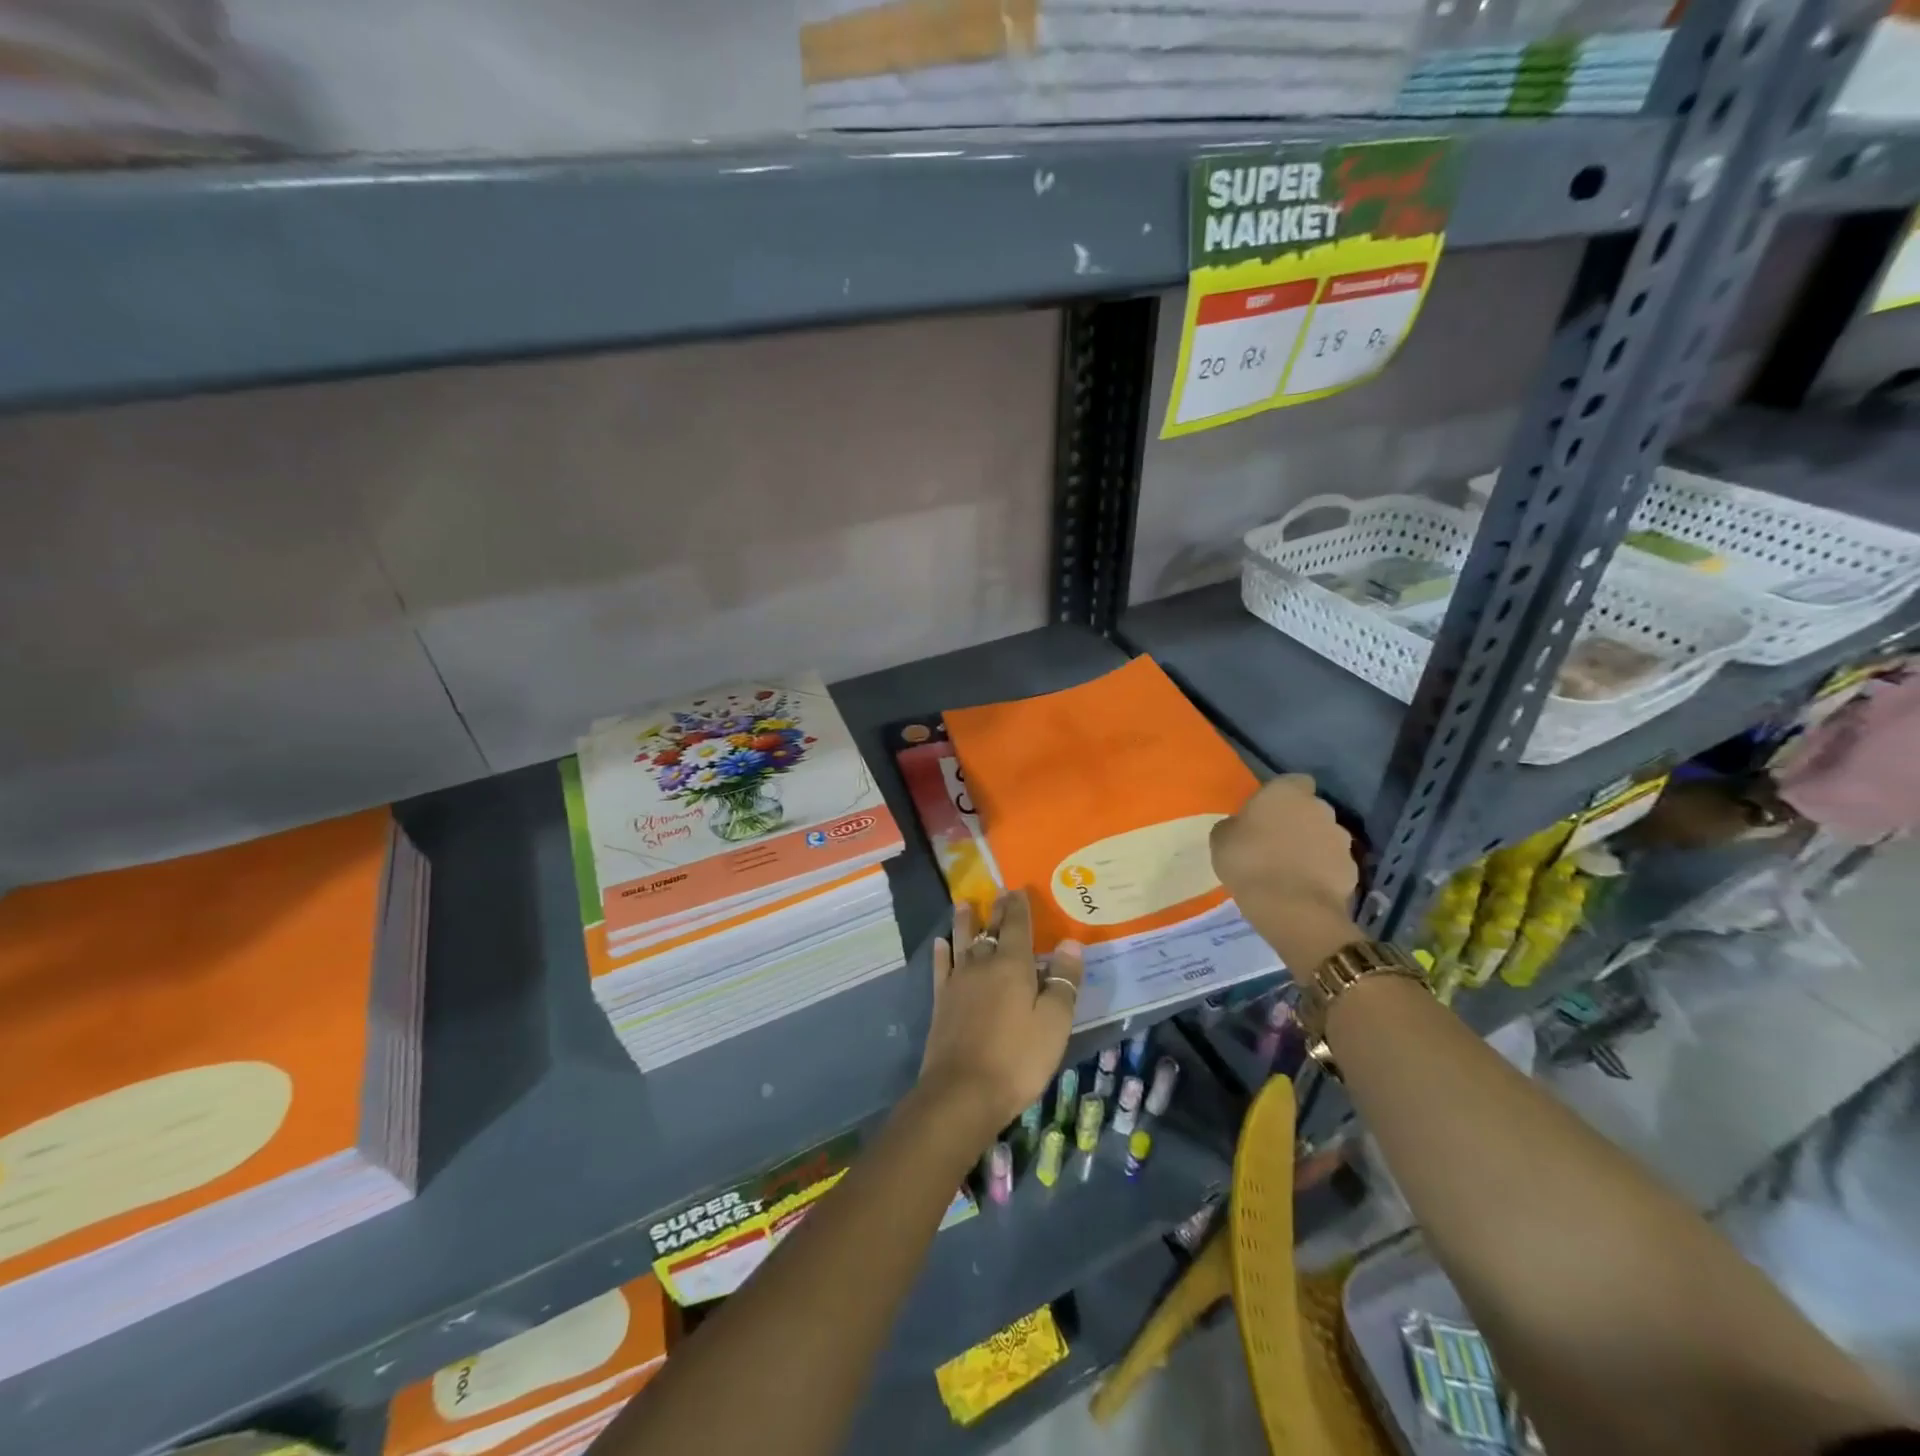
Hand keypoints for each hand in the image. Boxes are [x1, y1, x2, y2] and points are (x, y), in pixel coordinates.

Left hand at [918, 892, 1083, 1139]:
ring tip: (963, 904)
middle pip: (990, 930)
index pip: (1017, 926)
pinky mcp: (941, 1003)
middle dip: (997, 911)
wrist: (963, 1092)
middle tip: (998, 893)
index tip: (1019, 889)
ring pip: (962, 942)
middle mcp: (982, 965)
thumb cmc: (1018, 1058)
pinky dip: (942, 953)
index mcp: (1012, 966)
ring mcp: (958, 983)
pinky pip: (941, 968)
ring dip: (964, 922)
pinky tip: (940, 944)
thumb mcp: (1054, 1023)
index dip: (1019, 907)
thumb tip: (1071, 942)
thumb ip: (1063, 981)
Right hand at [1210, 774, 1361, 972]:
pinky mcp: (1352, 869)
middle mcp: (1320, 808)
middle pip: (1311, 809)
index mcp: (1286, 792)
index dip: (1282, 796)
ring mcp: (1341, 839)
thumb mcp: (1222, 838)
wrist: (1292, 907)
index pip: (1293, 781)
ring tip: (1290, 870)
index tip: (1266, 813)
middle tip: (1275, 843)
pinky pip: (1333, 864)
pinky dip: (1322, 872)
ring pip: (1324, 836)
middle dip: (1298, 821)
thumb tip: (1243, 826)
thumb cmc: (1248, 862)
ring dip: (1312, 847)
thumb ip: (1236, 825)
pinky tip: (1304, 888)